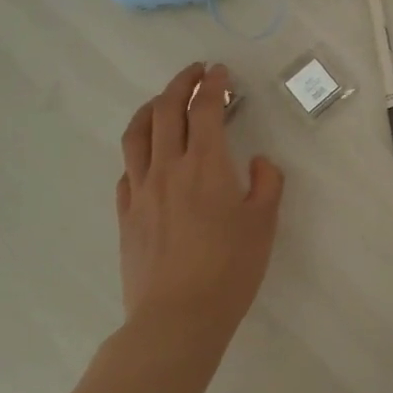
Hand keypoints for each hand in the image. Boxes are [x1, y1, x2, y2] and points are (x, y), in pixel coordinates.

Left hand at [116, 63, 283, 333]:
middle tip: (196, 73)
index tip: (220, 72)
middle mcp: (169, 167)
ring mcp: (142, 191)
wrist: (176, 320)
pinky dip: (138, 149)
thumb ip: (266, 183)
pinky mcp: (125, 215)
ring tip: (163, 100)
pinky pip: (127, 169)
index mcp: (206, 164)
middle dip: (181, 83)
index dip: (213, 84)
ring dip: (151, 107)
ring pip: (137, 134)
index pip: (205, 108)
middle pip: (166, 110)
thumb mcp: (264, 222)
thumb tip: (257, 163)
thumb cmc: (229, 269)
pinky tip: (148, 155)